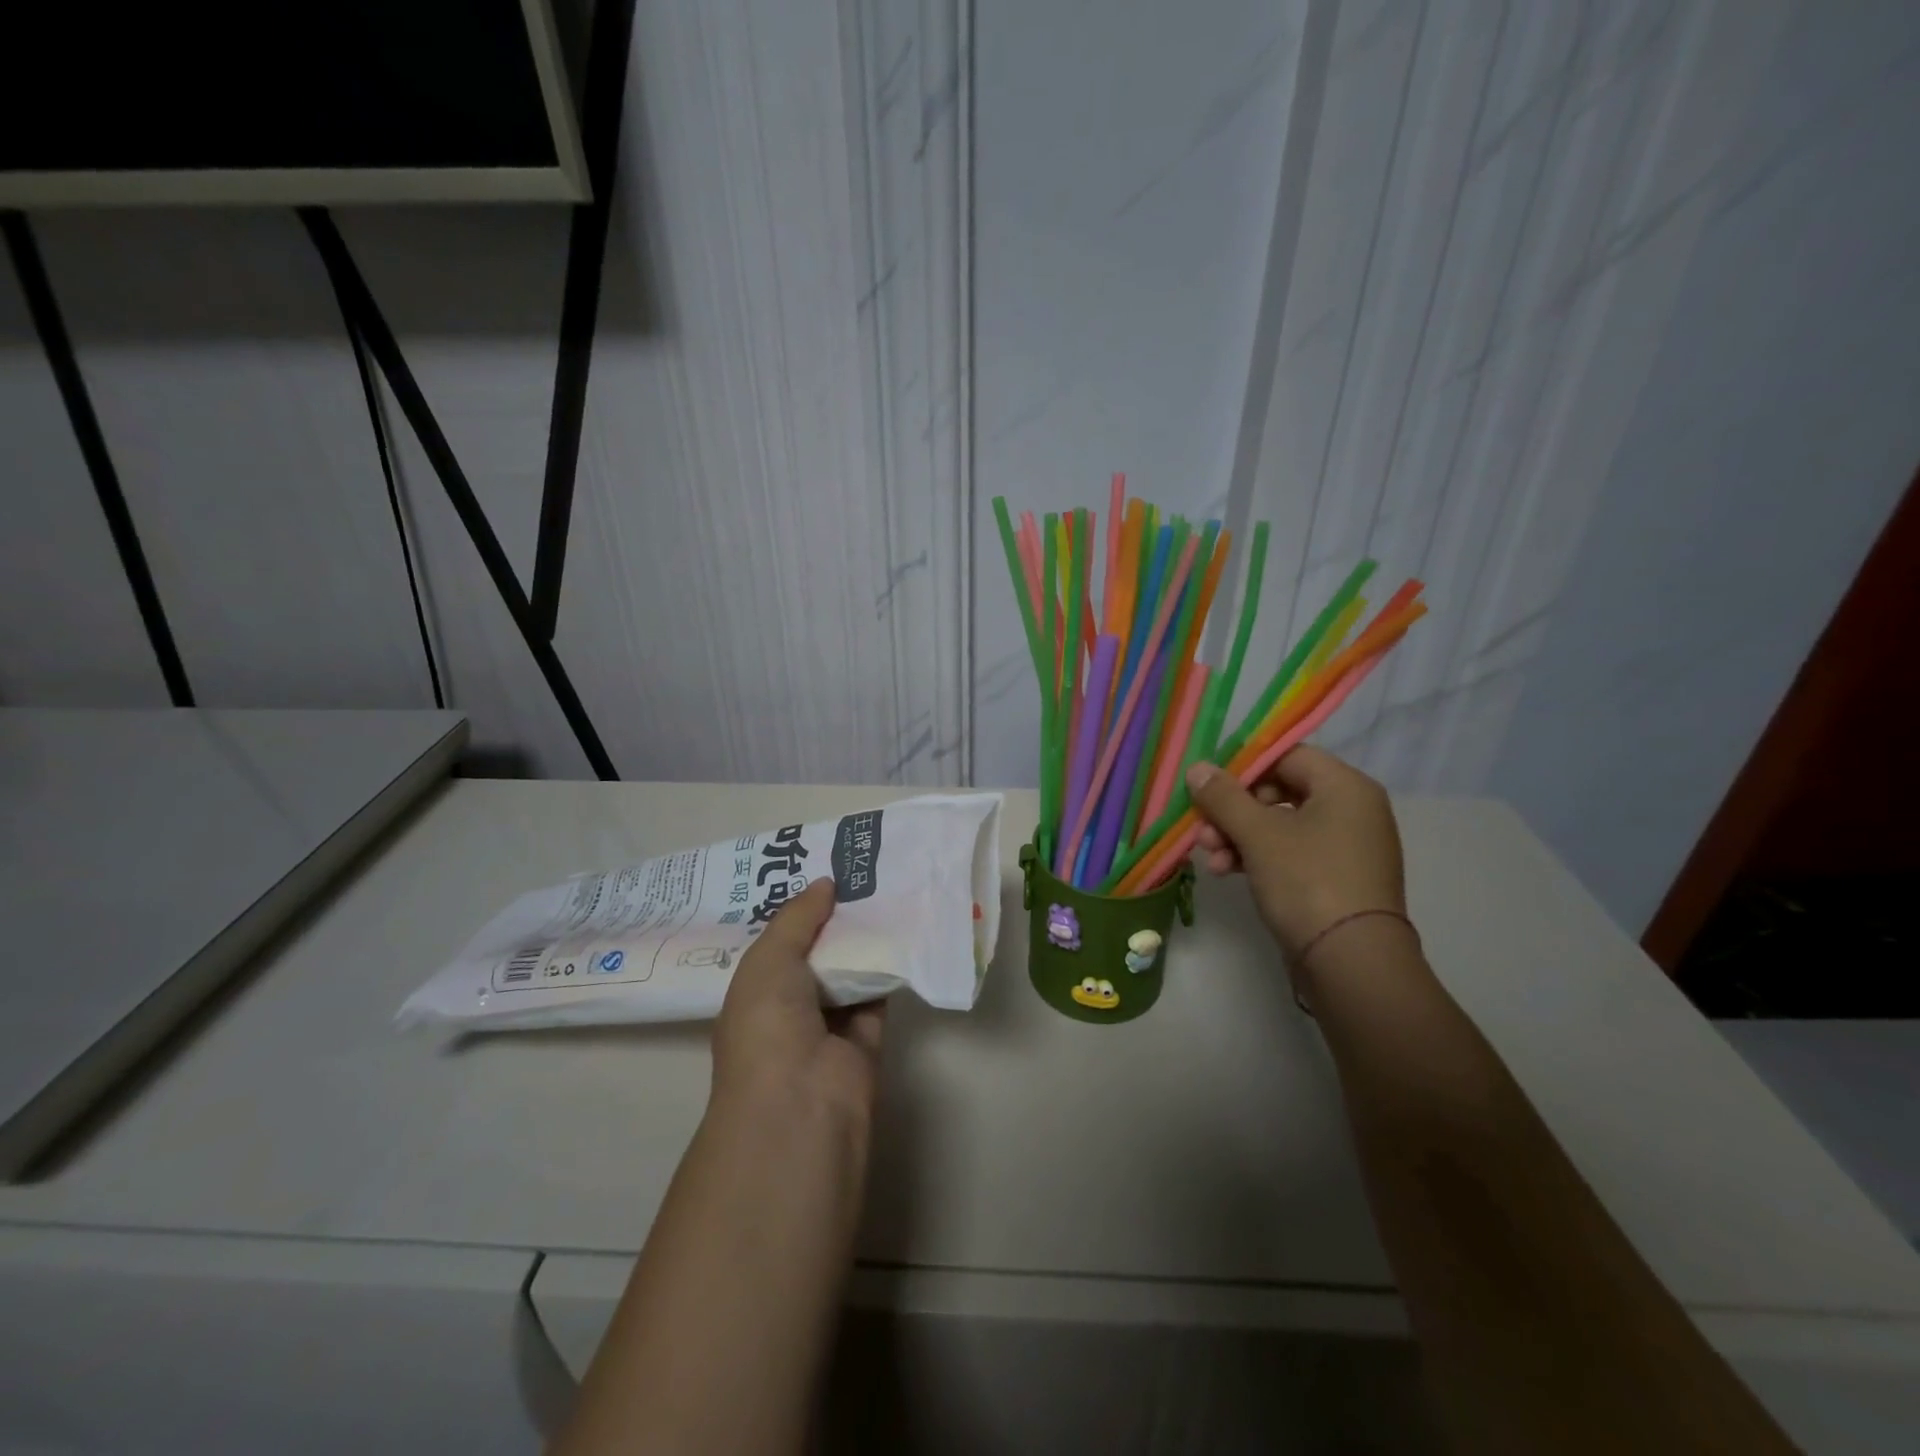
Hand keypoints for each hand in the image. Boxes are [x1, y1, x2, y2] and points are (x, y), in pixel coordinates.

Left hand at [712, 878, 885, 1128]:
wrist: (801, 1104)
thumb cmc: (768, 1026)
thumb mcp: (768, 960)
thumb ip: (797, 918)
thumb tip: (826, 883)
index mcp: (754, 993)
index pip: (776, 944)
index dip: (796, 910)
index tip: (821, 871)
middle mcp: (789, 1008)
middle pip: (816, 954)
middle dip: (833, 918)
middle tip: (860, 872)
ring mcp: (828, 1027)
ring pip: (849, 972)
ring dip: (864, 940)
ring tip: (886, 889)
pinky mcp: (866, 1040)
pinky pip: (878, 995)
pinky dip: (889, 968)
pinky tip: (904, 929)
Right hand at [1185, 745, 1406, 961]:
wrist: (1352, 964)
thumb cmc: (1307, 882)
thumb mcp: (1258, 834)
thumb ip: (1224, 797)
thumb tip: (1198, 768)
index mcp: (1345, 786)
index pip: (1287, 755)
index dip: (1242, 766)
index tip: (1207, 785)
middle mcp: (1352, 810)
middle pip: (1280, 791)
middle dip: (1234, 809)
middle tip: (1203, 827)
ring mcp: (1346, 846)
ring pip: (1280, 825)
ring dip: (1238, 836)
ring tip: (1208, 857)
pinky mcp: (1335, 878)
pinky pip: (1290, 853)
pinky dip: (1257, 857)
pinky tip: (1225, 872)